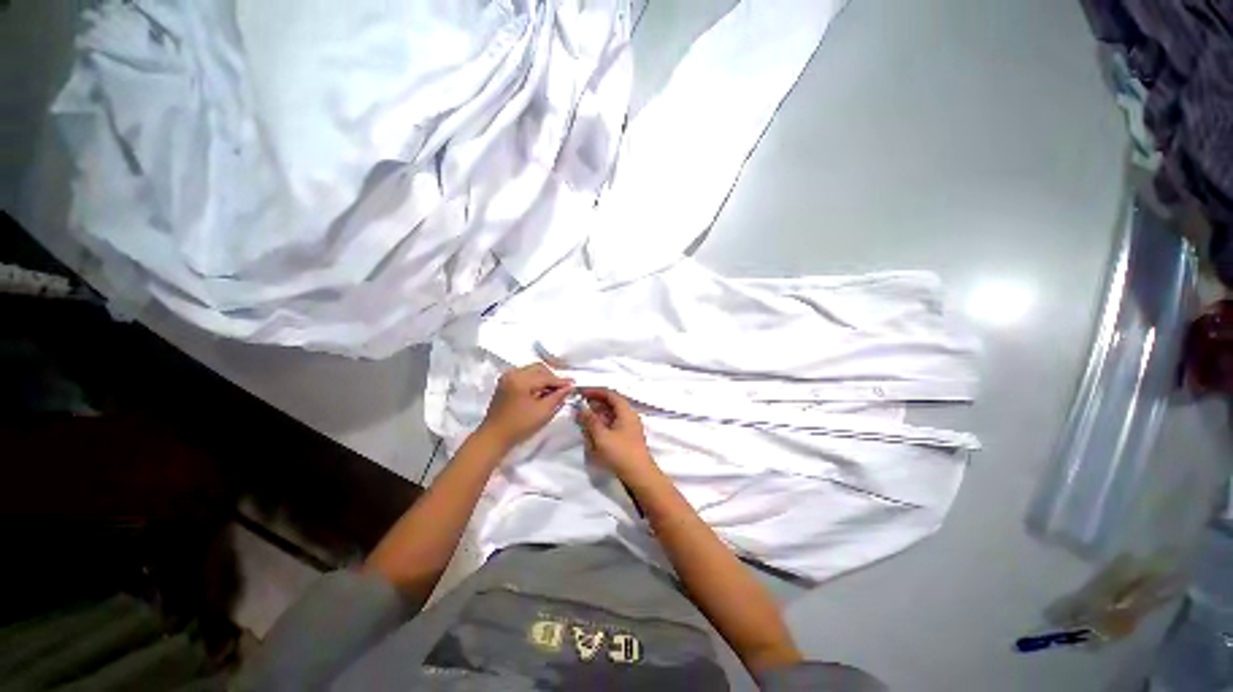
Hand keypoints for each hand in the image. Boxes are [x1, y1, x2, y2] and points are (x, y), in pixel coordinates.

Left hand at [478, 363, 572, 450]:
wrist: (494, 436)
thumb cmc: (519, 426)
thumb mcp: (543, 412)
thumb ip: (558, 396)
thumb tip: (569, 386)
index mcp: (521, 379)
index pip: (546, 376)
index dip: (561, 381)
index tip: (574, 384)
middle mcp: (513, 373)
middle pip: (539, 368)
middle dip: (552, 377)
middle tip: (563, 389)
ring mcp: (507, 376)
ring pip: (532, 370)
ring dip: (544, 378)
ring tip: (552, 391)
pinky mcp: (505, 382)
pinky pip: (525, 375)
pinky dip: (534, 380)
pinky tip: (540, 391)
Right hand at [575, 388, 655, 478]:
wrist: (640, 475)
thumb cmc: (621, 453)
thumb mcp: (602, 436)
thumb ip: (591, 421)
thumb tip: (582, 409)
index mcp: (626, 412)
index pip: (610, 394)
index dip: (595, 392)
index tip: (581, 394)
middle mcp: (629, 416)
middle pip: (611, 404)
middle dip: (595, 404)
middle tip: (580, 408)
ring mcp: (629, 427)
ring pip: (612, 415)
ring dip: (598, 415)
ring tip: (583, 420)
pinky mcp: (627, 437)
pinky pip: (613, 425)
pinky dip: (602, 425)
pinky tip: (593, 431)